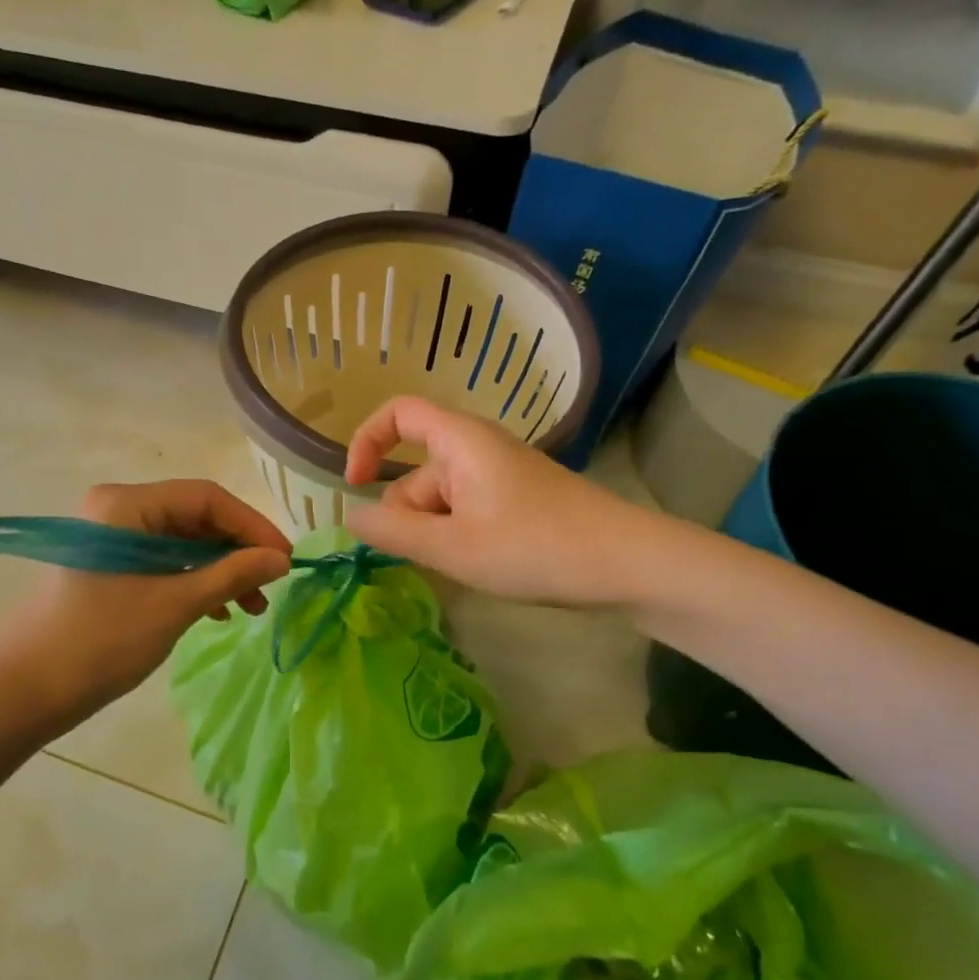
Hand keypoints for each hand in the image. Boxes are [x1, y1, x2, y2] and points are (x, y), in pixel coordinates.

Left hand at [0, 480, 291, 717]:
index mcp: (126, 504)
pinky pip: (164, 562)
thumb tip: (281, 558)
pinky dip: (195, 582)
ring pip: (183, 543)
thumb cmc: (100, 641)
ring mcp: (112, 537)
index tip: (286, 560)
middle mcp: (118, 509)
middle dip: (237, 552)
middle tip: (270, 587)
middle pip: (195, 518)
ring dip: (220, 571)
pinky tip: (217, 611)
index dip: (252, 526)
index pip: (206, 498)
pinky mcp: (110, 565)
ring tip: (251, 609)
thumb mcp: (174, 604)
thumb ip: (231, 575)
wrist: (24, 692)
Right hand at [343, 396, 653, 605]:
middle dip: (408, 515)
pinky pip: (465, 511)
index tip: (356, 486)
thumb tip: (351, 515)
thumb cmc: (534, 547)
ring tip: (465, 566)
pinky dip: (458, 536)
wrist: (627, 564)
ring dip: (436, 533)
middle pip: (416, 472)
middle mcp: (477, 448)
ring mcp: (499, 475)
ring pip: (441, 499)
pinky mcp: (516, 500)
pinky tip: (481, 565)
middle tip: (433, 556)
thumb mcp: (451, 546)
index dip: (366, 441)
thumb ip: (392, 530)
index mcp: (460, 440)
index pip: (398, 413)